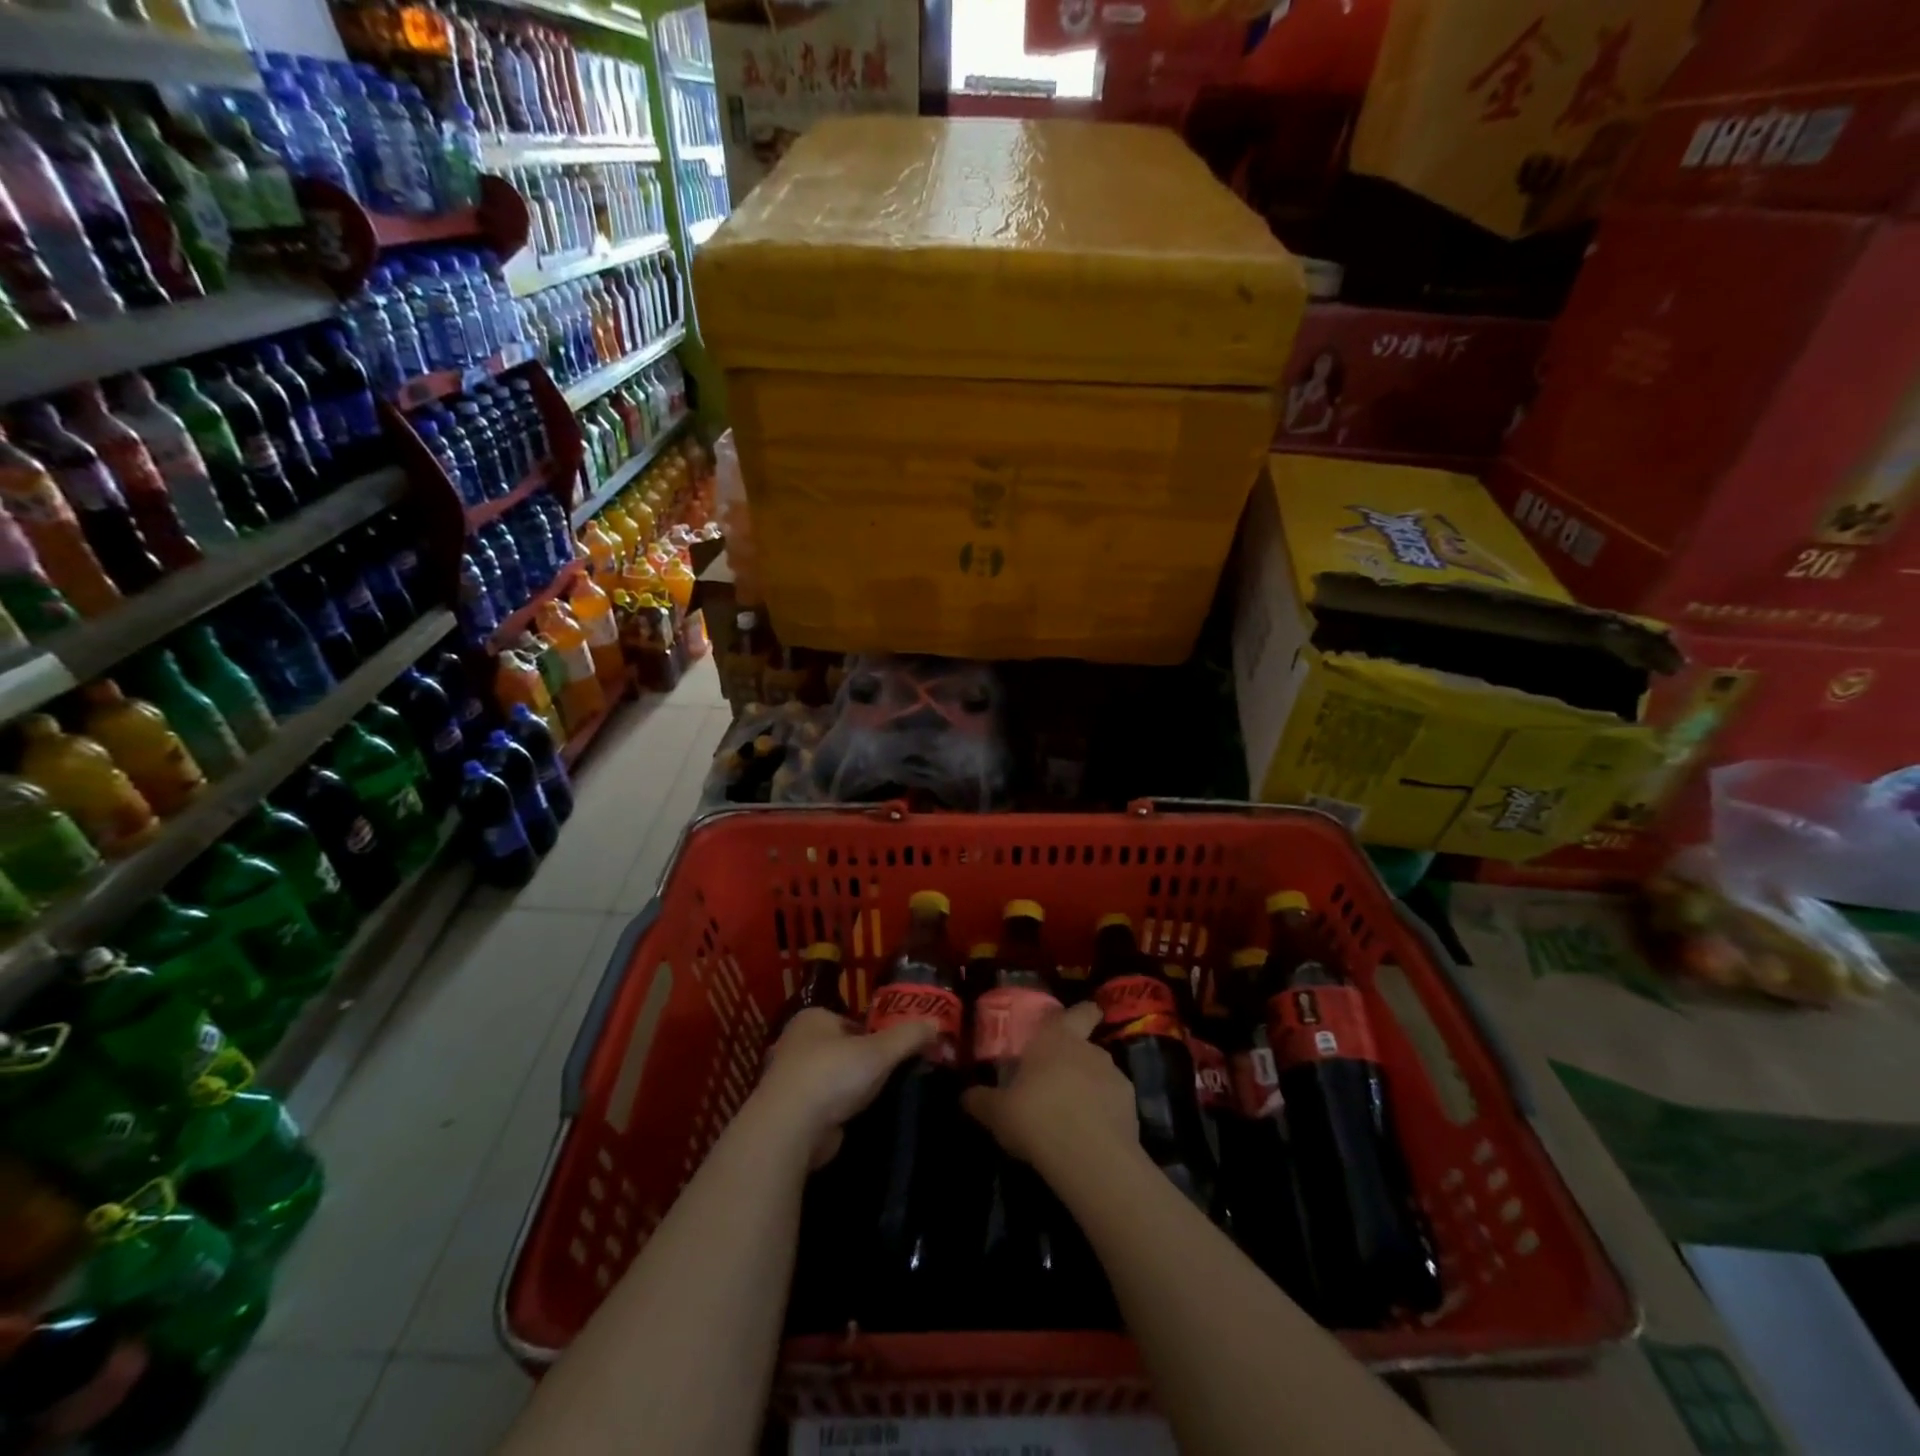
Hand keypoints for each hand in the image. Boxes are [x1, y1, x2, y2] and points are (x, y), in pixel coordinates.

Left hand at [756, 1007, 931, 1167]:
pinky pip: (822, 1106)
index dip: (875, 1034)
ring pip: (831, 1078)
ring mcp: (789, 1079)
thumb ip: (909, 1036)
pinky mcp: (789, 1112)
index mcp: (813, 1018)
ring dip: (849, 1089)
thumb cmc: (833, 1074)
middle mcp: (796, 1042)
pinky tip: (855, 1120)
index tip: (895, 1052)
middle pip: (841, 1048)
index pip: (852, 1021)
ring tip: (877, 1099)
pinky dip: (837, 1111)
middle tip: (891, 1075)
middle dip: (862, 1062)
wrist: (789, 1128)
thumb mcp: (879, 1051)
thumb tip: (938, 1023)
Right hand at [962, 1002, 1137, 1172]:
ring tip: (1072, 1114)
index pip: (1078, 1012)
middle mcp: (1089, 1050)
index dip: (1080, 1014)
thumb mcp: (997, 1112)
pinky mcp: (1132, 1109)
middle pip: (1088, 1044)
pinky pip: (1113, 1104)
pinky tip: (1089, 1136)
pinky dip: (1104, 1114)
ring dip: (1090, 1087)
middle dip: (1077, 1056)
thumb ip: (982, 1100)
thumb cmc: (1036, 1117)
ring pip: (1101, 1075)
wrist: (1090, 1157)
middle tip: (1059, 1076)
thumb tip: (965, 1096)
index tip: (1078, 1019)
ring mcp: (1115, 1077)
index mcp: (1057, 1039)